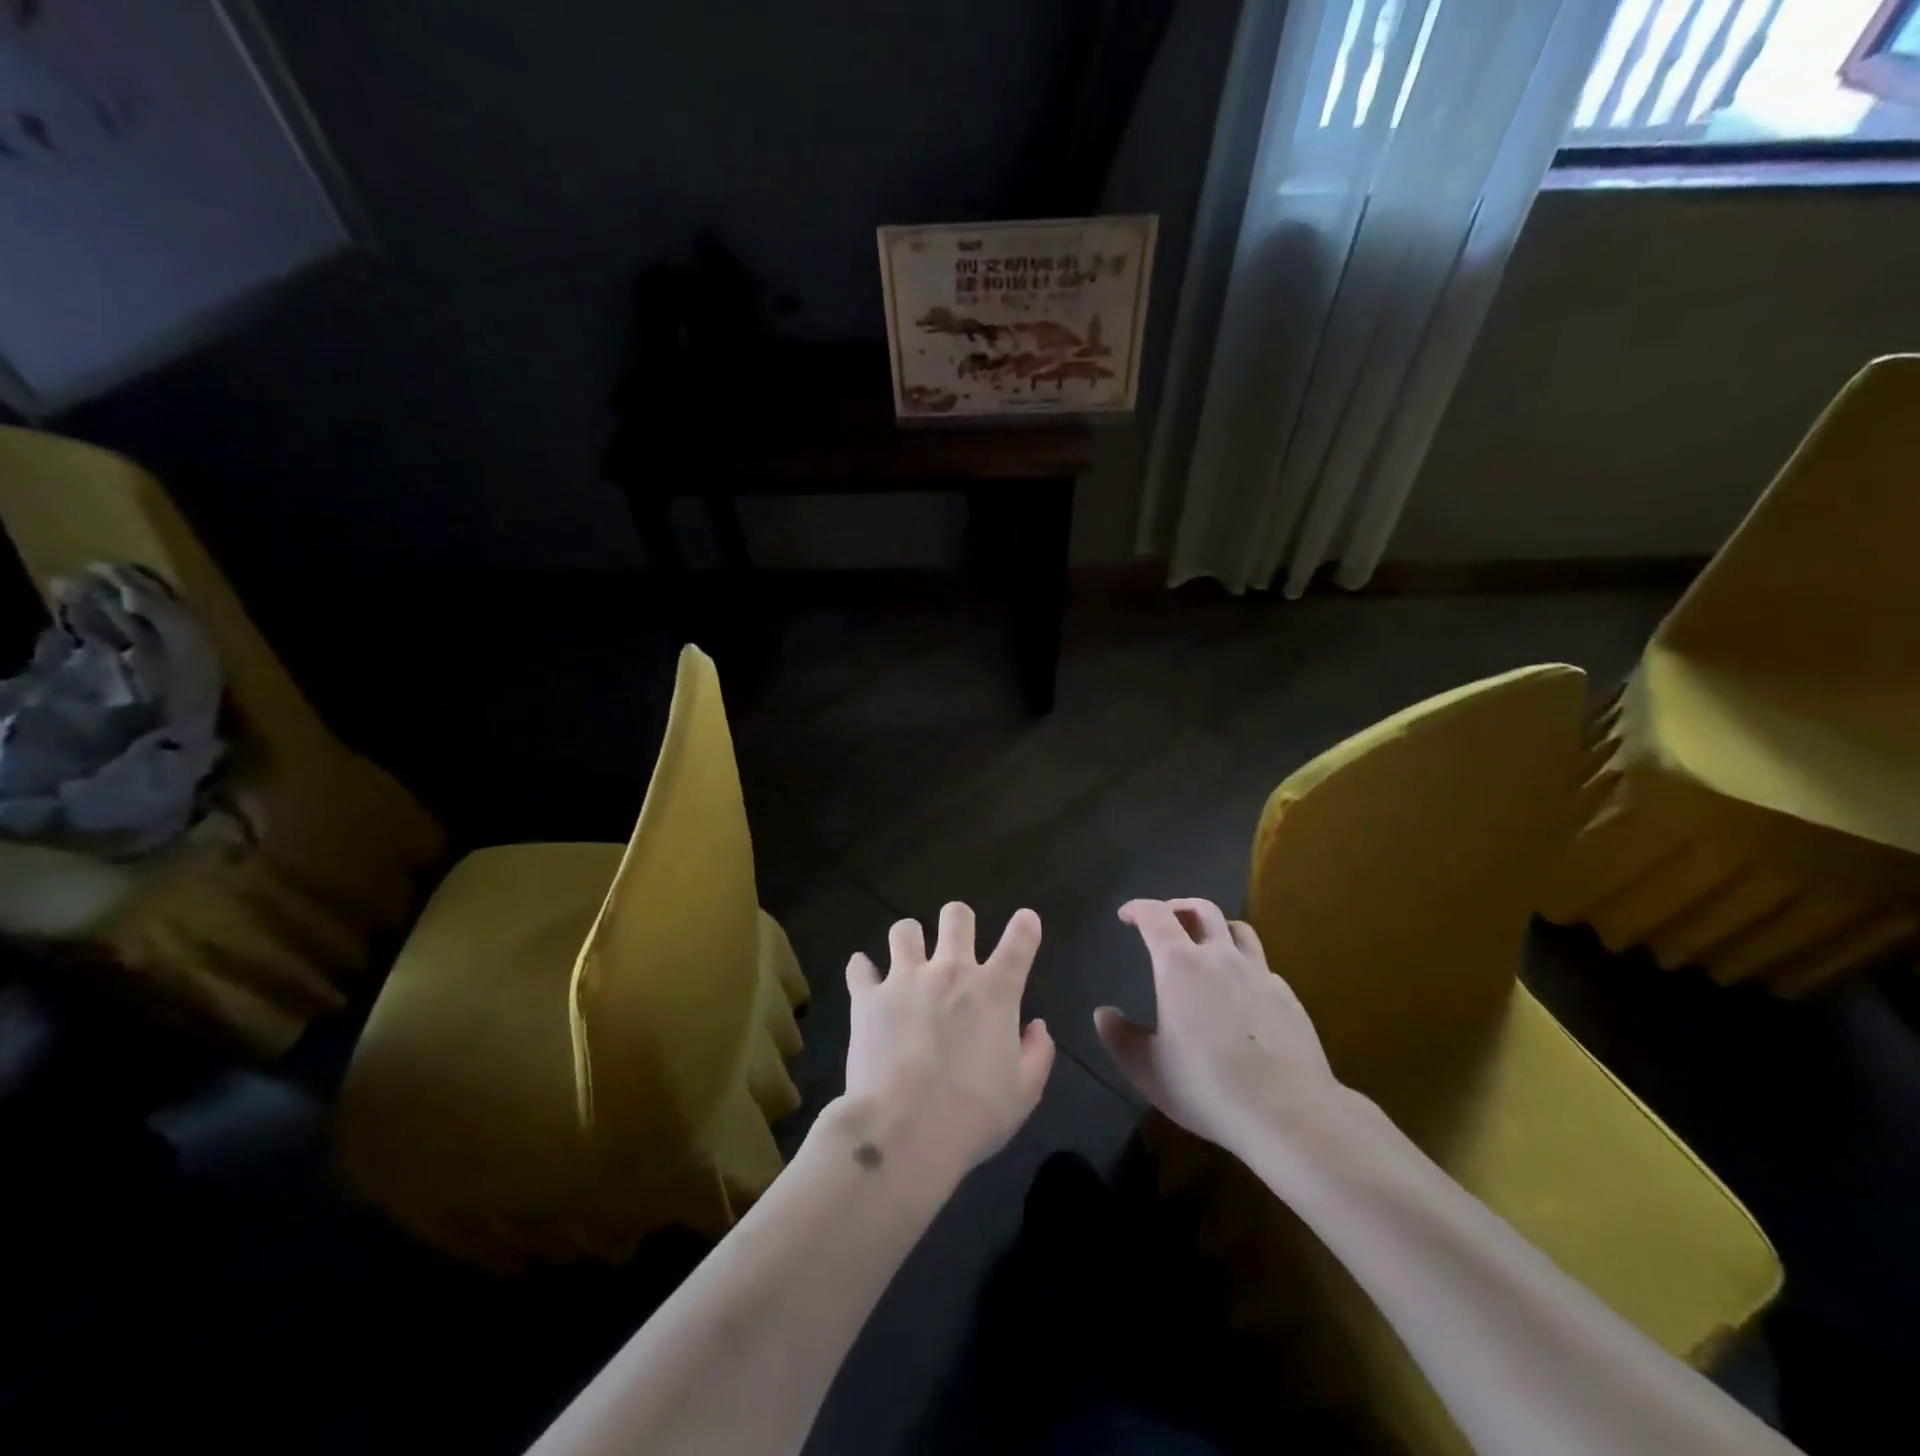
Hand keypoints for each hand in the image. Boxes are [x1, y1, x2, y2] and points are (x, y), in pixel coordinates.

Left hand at [839, 902, 1054, 1182]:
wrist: (904, 1131)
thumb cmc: (972, 1116)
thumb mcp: (1023, 1094)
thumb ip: (1037, 1055)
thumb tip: (1037, 1027)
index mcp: (994, 992)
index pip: (1018, 942)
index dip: (1026, 926)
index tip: (1026, 921)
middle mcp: (951, 972)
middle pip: (956, 917)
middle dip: (959, 920)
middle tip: (956, 938)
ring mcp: (905, 979)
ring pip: (905, 930)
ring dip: (910, 939)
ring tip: (908, 957)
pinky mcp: (867, 997)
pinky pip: (859, 966)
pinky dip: (863, 970)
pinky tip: (865, 978)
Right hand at [1095, 898, 1347, 1156]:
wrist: (1288, 1113)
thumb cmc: (1207, 1086)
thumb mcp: (1147, 1069)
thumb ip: (1120, 1037)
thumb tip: (1103, 1014)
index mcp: (1180, 965)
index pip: (1156, 916)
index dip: (1138, 909)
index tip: (1126, 915)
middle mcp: (1221, 957)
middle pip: (1202, 910)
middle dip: (1179, 907)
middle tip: (1166, 919)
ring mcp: (1260, 974)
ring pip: (1239, 929)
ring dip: (1217, 927)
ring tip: (1207, 943)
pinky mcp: (1288, 997)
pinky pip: (1261, 966)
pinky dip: (1244, 964)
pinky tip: (1241, 991)